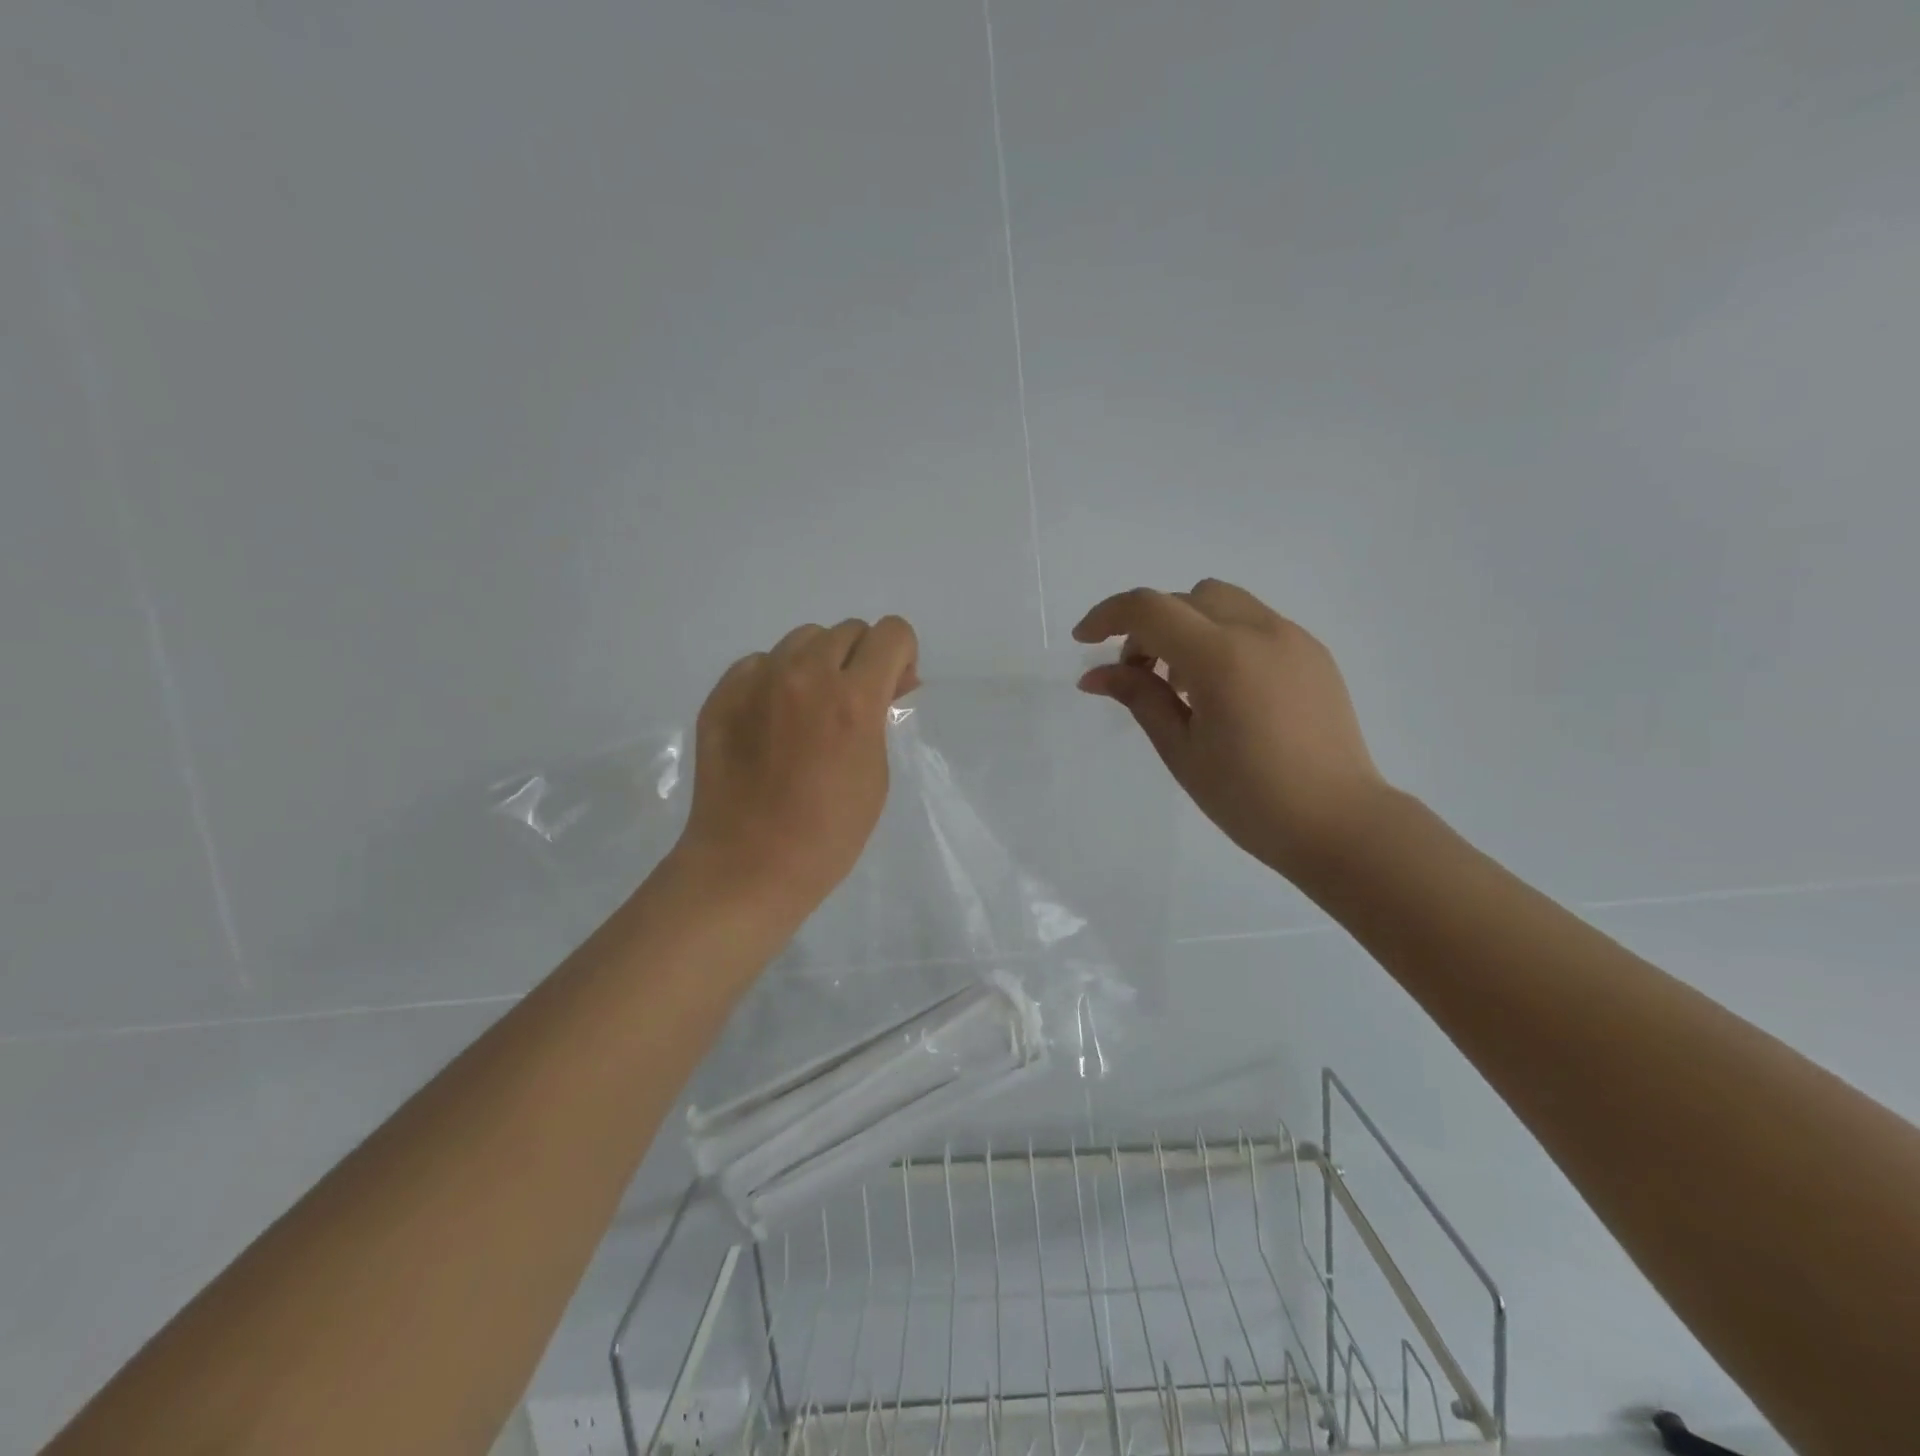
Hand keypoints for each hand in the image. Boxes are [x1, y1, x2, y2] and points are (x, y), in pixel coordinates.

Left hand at [674, 616, 918, 921]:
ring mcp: (757, 680)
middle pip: (847, 631)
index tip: (894, 687)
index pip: (892, 633)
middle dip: (860, 660)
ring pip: (802, 640)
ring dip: (818, 663)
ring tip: (809, 710)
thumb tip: (883, 686)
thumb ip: (880, 717)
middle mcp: (806, 674)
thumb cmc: (829, 833)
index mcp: (853, 698)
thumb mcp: (877, 774)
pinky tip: (771, 722)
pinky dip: (775, 680)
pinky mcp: (722, 694)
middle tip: (852, 704)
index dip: (901, 656)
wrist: (748, 865)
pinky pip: (760, 663)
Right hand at [1073, 579, 1384, 881]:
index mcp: (1222, 657)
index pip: (1150, 609)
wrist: (1339, 824)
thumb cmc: (1250, 798)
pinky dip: (1221, 637)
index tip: (1083, 641)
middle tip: (1137, 675)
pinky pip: (1254, 622)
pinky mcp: (1313, 653)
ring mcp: (1293, 638)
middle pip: (1185, 598)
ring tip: (1182, 684)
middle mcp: (1261, 631)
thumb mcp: (1181, 750)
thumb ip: (1139, 698)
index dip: (1107, 617)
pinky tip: (1222, 690)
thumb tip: (1095, 674)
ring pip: (1222, 602)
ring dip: (1186, 627)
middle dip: (1148, 626)